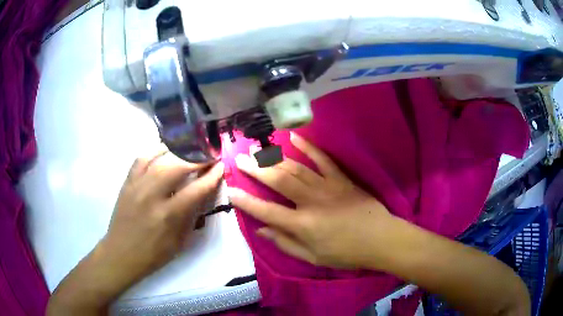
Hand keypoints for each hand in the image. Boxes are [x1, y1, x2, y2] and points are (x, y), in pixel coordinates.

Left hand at [101, 149, 223, 289]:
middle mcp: (152, 196)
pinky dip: (155, 151)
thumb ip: (191, 216)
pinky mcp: (127, 182)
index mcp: (168, 216)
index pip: (195, 189)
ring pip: (159, 157)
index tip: (221, 166)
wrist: (121, 253)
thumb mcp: (179, 242)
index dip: (211, 176)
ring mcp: (137, 186)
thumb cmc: (153, 254)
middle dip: (197, 158)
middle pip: (177, 166)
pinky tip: (164, 151)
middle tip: (208, 155)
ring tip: (190, 150)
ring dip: (178, 152)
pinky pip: (141, 158)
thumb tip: (202, 194)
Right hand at [228, 132, 394, 269]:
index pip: (266, 210)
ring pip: (295, 168)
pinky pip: (323, 159)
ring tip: (258, 150)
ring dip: (274, 158)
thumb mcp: (313, 257)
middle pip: (278, 181)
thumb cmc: (346, 253)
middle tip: (240, 159)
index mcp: (302, 224)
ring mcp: (327, 186)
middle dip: (256, 169)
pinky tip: (294, 137)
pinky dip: (308, 147)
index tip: (230, 190)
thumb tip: (261, 230)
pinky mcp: (341, 179)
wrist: (380, 239)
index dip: (246, 201)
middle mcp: (311, 202)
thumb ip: (285, 243)